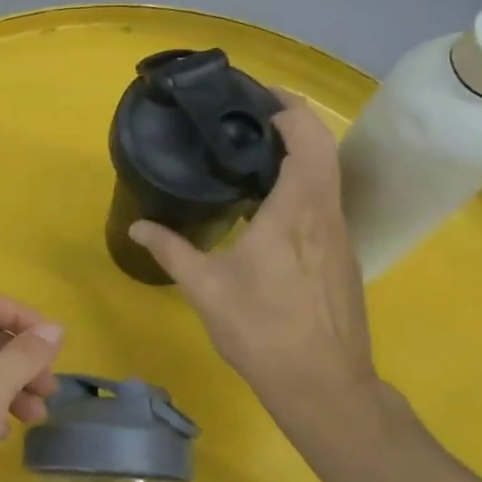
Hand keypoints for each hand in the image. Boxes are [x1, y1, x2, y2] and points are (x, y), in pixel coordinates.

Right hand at [130, 92, 390, 445]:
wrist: (323, 385)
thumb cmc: (262, 331)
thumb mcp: (206, 289)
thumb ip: (171, 250)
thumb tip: (138, 226)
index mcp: (295, 212)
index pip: (307, 141)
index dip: (290, 110)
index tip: (261, 96)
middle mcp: (325, 215)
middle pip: (324, 150)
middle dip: (296, 123)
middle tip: (254, 118)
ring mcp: (340, 238)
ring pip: (329, 177)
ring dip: (302, 155)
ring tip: (257, 156)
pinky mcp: (342, 259)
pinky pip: (326, 203)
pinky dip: (305, 185)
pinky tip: (272, 208)